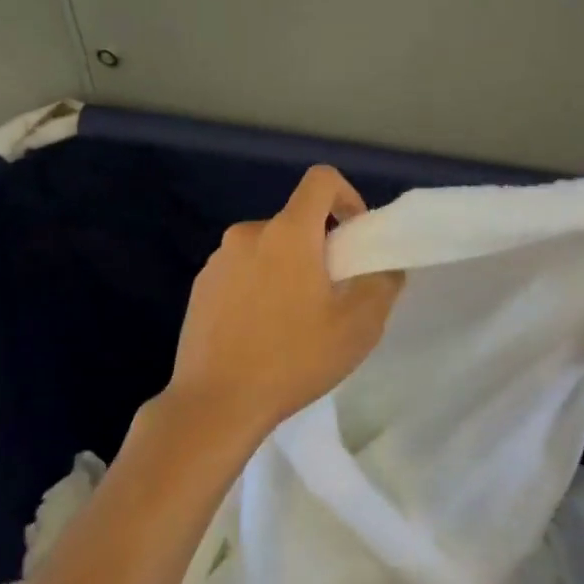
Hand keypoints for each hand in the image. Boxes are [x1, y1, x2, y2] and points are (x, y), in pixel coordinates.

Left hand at [163, 165, 403, 449]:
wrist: (216, 403)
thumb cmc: (294, 359)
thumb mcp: (358, 326)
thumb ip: (382, 284)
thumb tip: (384, 267)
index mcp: (287, 233)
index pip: (320, 180)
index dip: (346, 196)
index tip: (353, 236)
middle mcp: (247, 234)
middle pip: (294, 222)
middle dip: (318, 248)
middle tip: (330, 296)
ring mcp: (217, 262)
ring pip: (266, 250)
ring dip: (286, 270)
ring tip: (294, 322)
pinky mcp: (199, 289)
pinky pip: (239, 273)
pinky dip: (257, 288)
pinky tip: (260, 334)